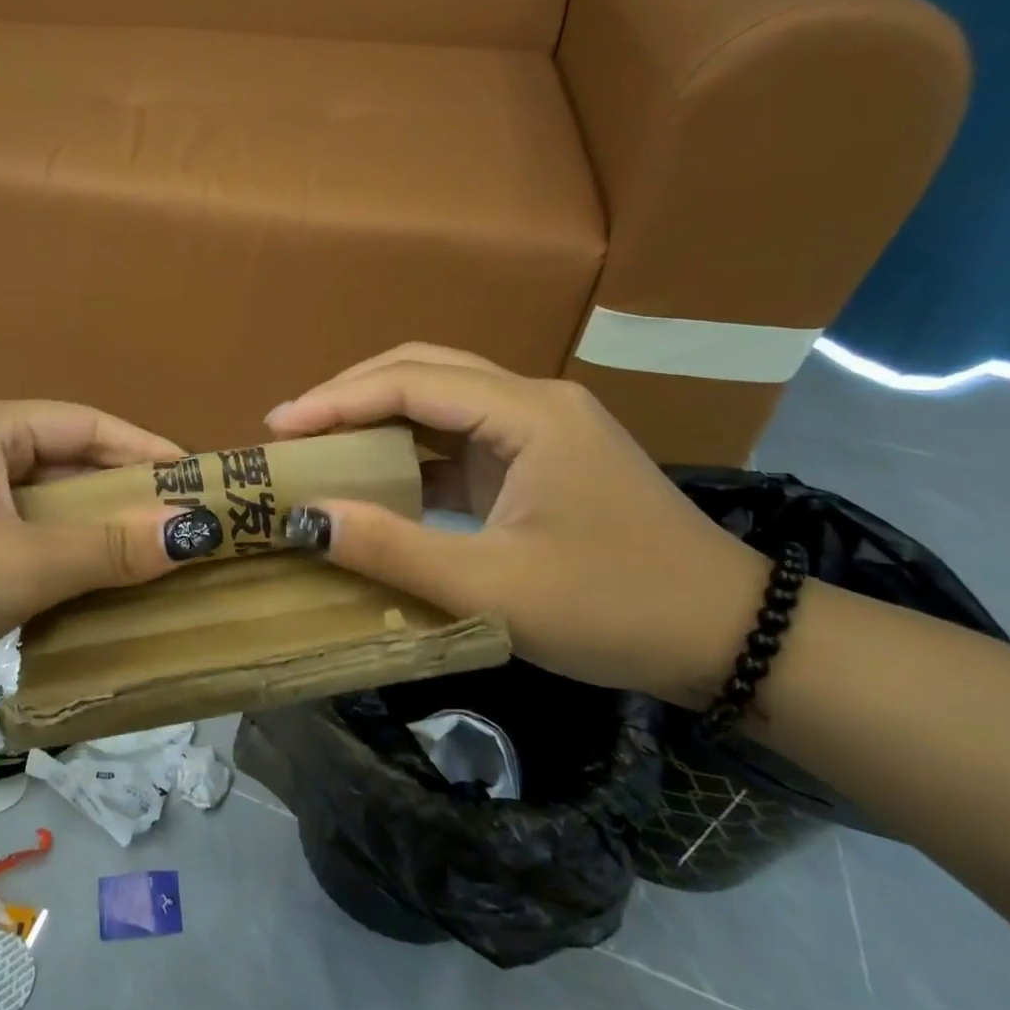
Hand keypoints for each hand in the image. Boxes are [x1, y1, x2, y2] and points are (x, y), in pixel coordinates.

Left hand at [0, 397, 195, 697]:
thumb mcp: (23, 565)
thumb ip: (110, 547)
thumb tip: (194, 530)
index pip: (91, 425)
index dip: (149, 451)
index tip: (201, 482)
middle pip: (69, 460)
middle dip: (125, 494)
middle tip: (182, 527)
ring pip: (44, 500)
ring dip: (93, 527)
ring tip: (148, 557)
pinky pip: (19, 529)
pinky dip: (57, 550)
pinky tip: (87, 582)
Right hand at [266, 344, 769, 705]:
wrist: (732, 639)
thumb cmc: (616, 609)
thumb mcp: (493, 588)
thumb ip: (393, 550)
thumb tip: (306, 519)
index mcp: (528, 415)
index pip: (410, 383)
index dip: (336, 401)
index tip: (277, 428)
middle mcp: (531, 403)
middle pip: (423, 370)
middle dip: (350, 394)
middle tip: (291, 429)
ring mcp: (537, 430)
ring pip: (439, 398)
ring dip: (377, 416)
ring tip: (319, 445)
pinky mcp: (536, 461)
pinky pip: (457, 438)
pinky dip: (408, 450)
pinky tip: (374, 478)